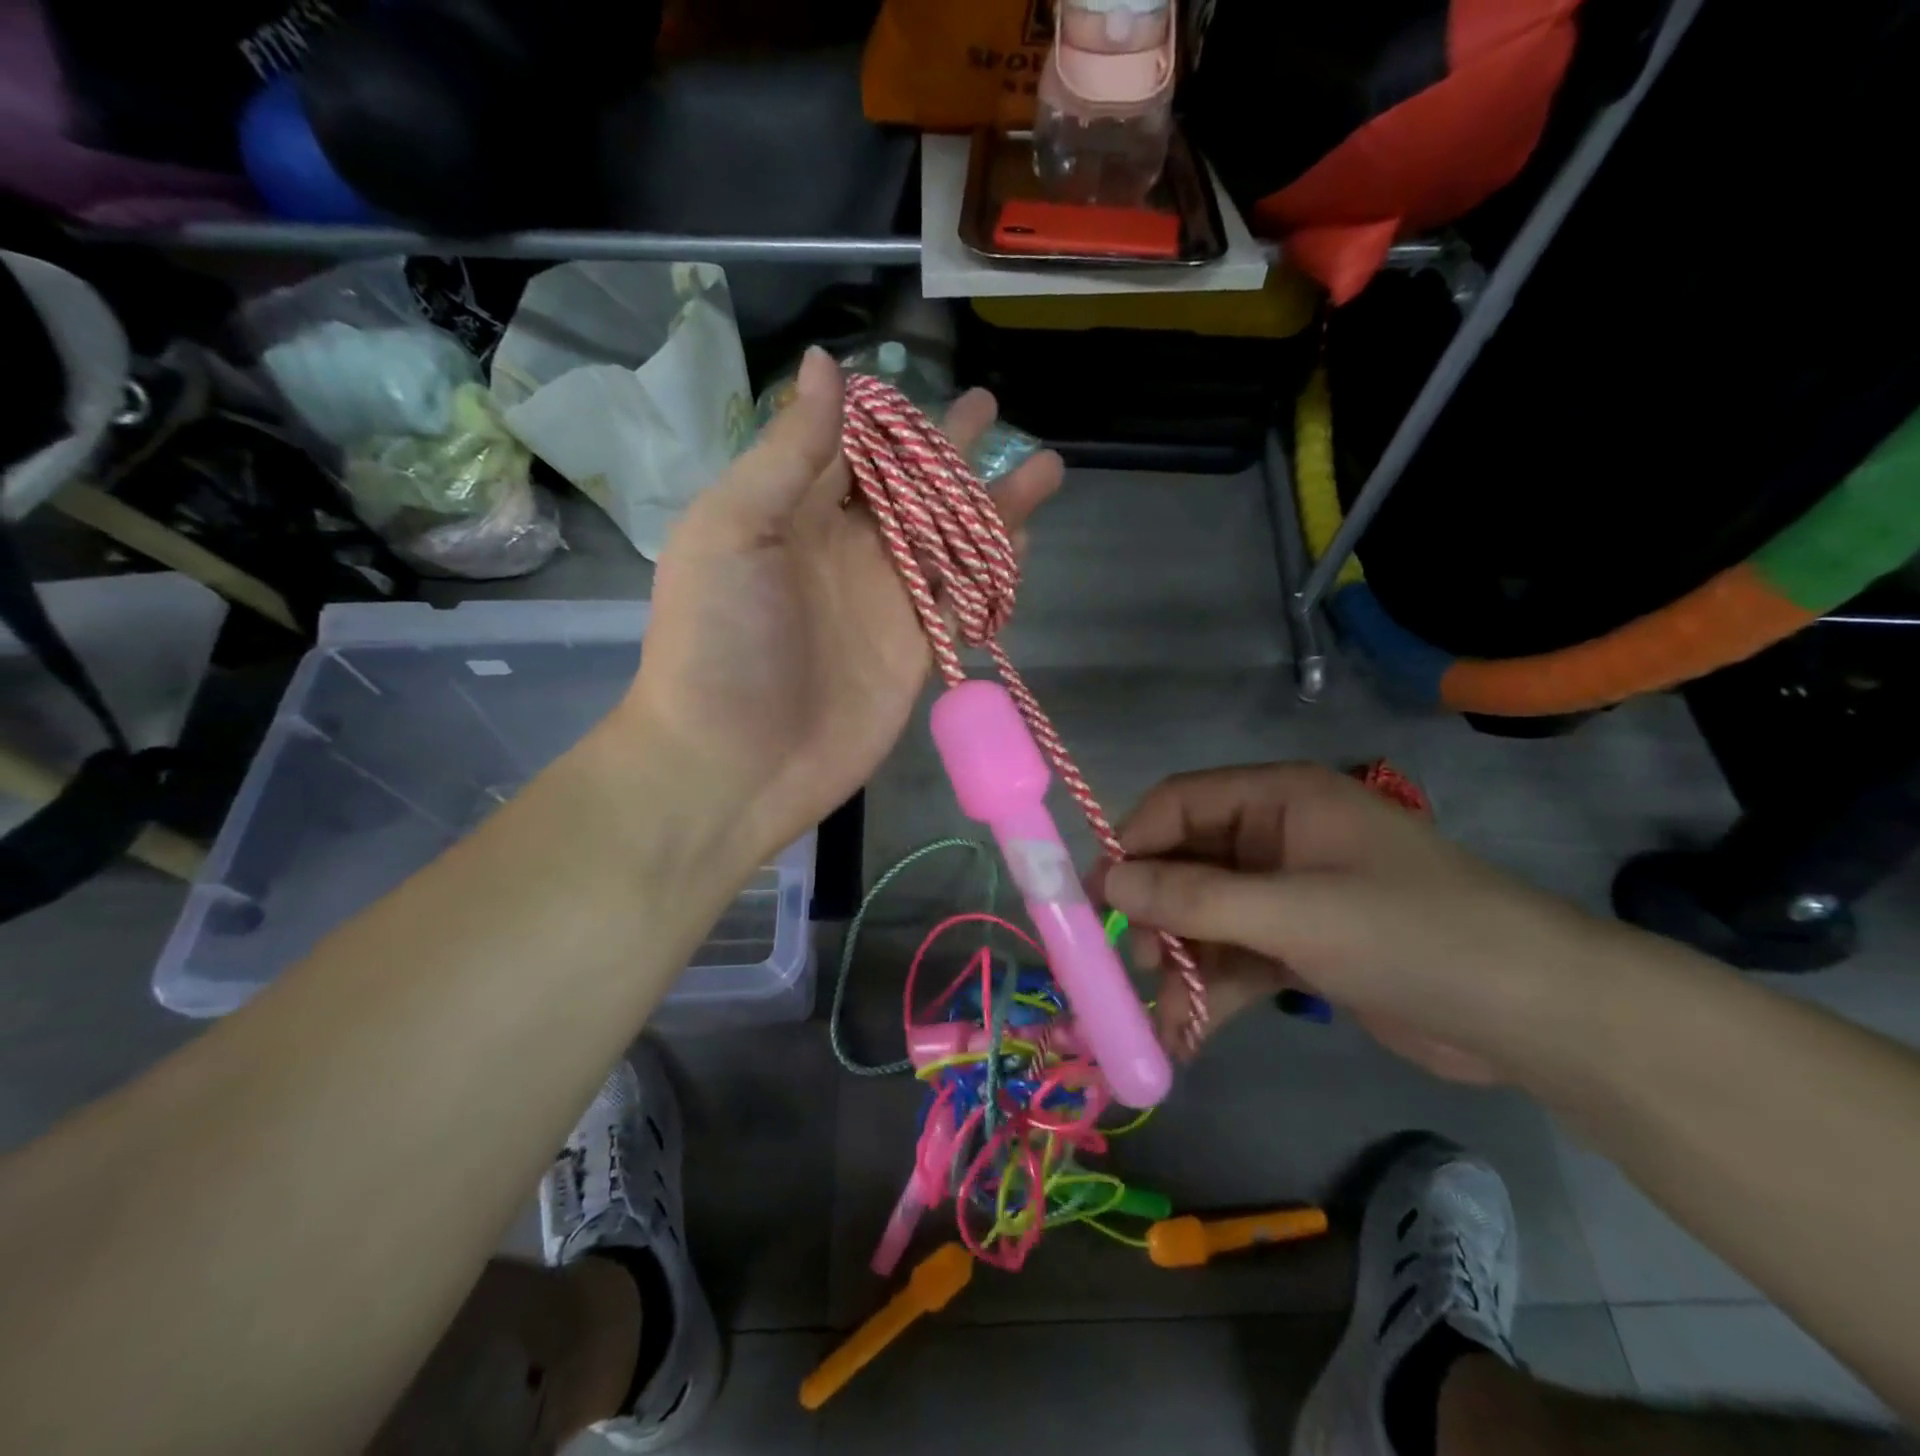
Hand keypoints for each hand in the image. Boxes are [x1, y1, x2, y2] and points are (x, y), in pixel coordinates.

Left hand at [624, 349, 1062, 863]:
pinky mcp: (915, 650)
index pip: (851, 449)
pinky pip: (962, 599)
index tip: (924, 380)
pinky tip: (1023, 539)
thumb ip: (788, 454)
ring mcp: (885, 602)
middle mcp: (845, 550)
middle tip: (990, 406)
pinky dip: (992, 570)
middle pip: (910, 488)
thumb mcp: (733, 531)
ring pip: (949, 539)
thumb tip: (828, 364)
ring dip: (993, 504)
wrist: (735, 764)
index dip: (888, 417)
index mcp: (793, 513)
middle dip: (949, 449)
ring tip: (1044, 466)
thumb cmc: (718, 642)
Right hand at [1100, 762, 1620, 1082]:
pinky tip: (1186, 1037)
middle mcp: (1276, 838)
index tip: (1099, 896)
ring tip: (1166, 1017)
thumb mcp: (1295, 912)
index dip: (1133, 842)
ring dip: (1181, 965)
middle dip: (1157, 913)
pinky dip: (1212, 994)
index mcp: (1279, 799)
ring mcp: (1288, 895)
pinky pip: (1235, 959)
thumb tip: (1109, 879)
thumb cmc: (1412, 934)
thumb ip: (1196, 896)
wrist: (1536, 1017)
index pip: (1179, 803)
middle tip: (1136, 963)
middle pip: (1186, 863)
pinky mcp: (1302, 946)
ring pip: (1206, 918)